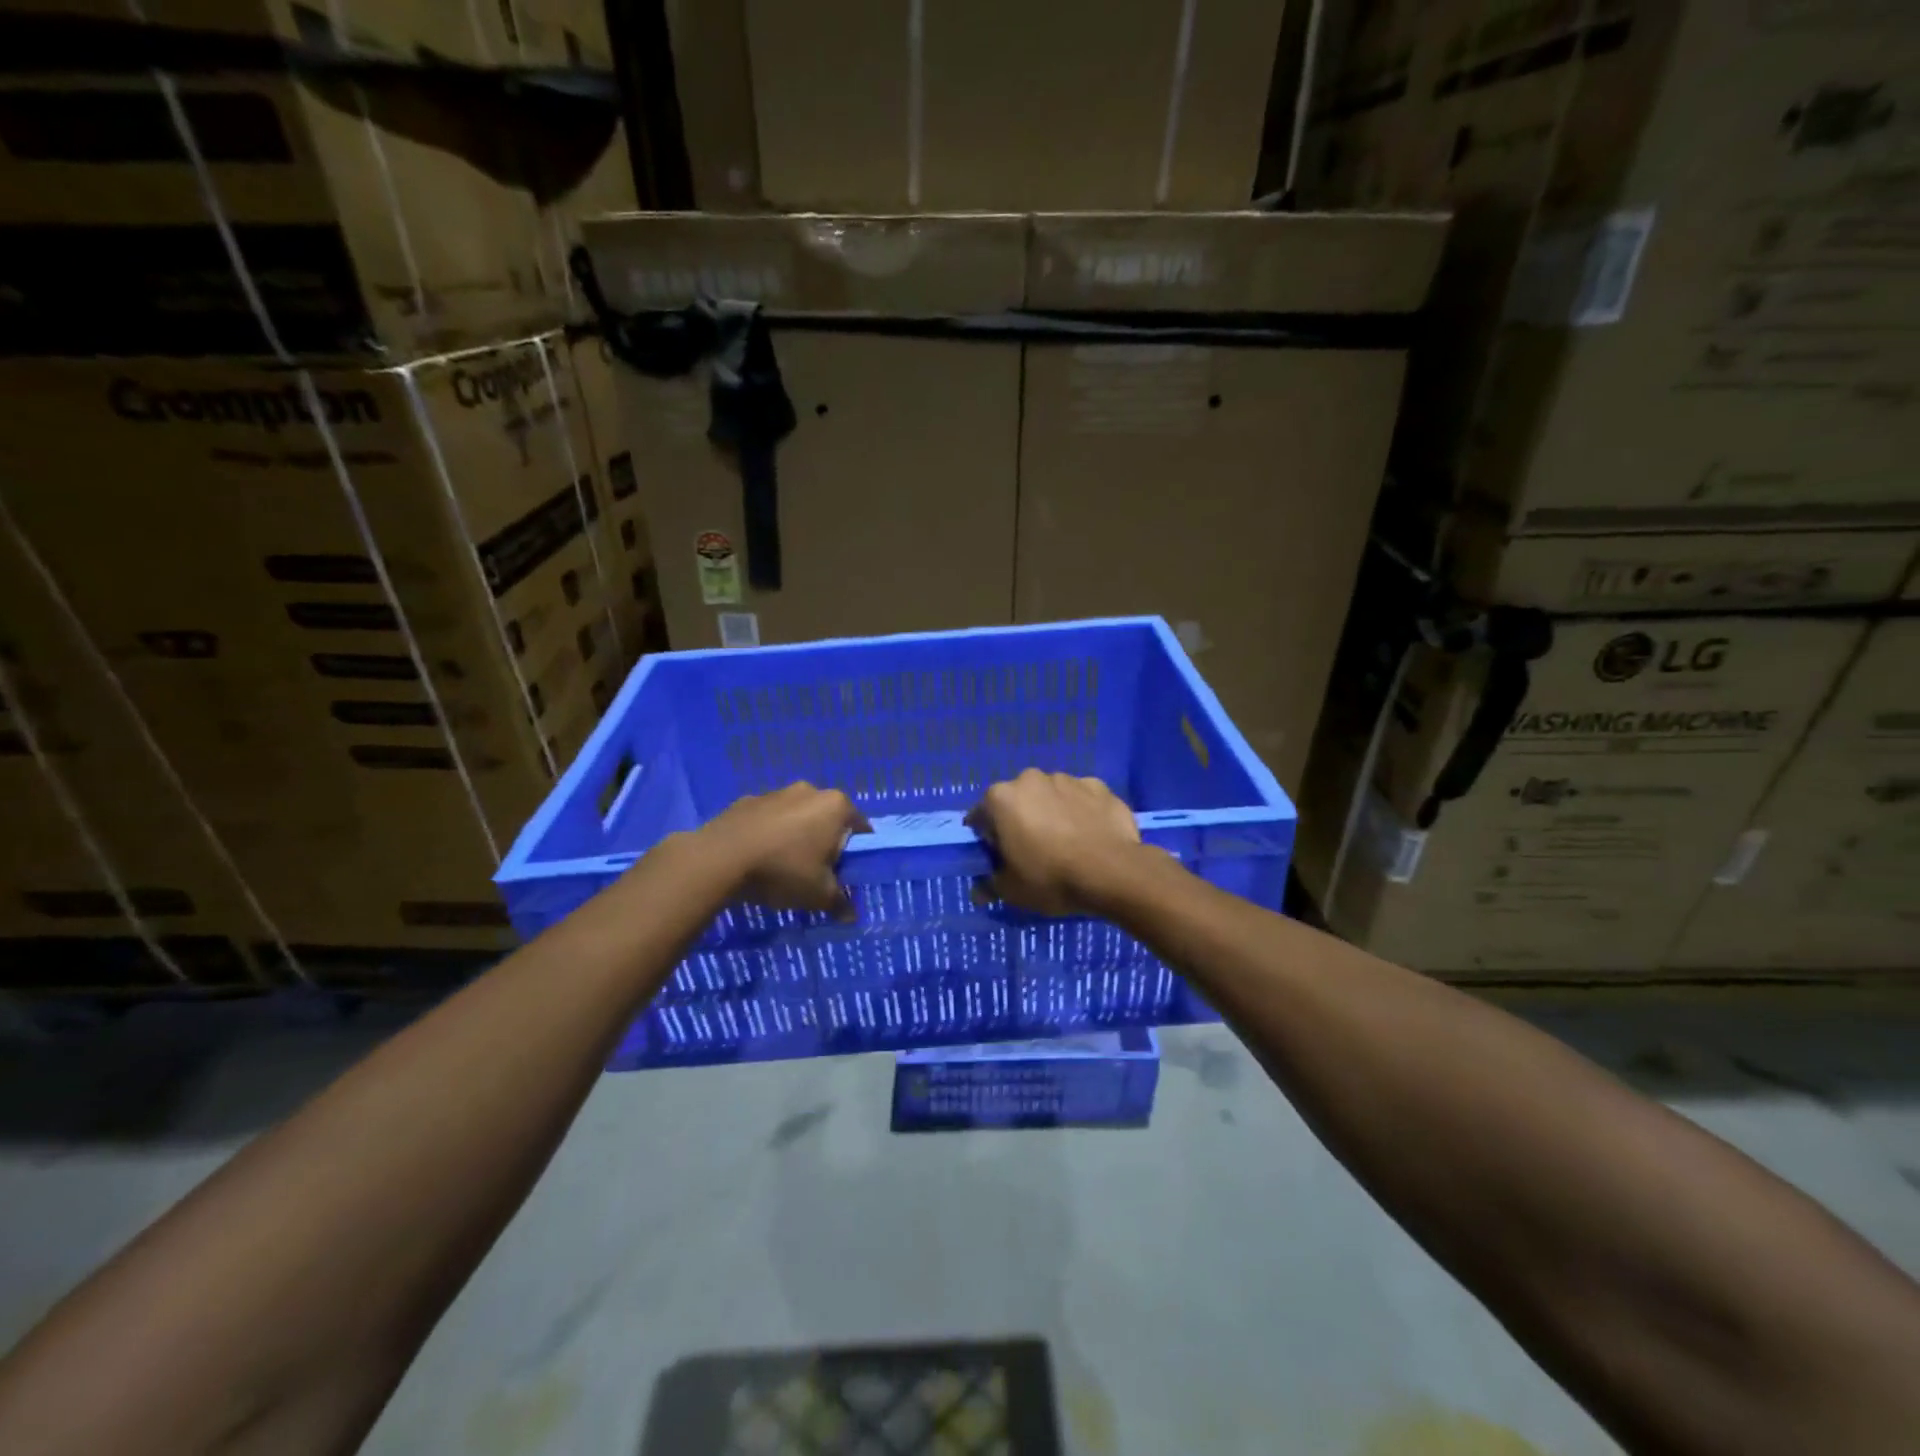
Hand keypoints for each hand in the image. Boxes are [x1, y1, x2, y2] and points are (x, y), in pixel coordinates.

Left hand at [701, 783, 869, 918]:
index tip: (848, 872)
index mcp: (836, 806)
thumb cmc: (783, 870)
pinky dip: (769, 833)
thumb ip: (840, 902)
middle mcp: (810, 790)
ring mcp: (776, 792)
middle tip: (817, 871)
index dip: (858, 852)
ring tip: (783, 866)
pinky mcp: (747, 800)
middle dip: (825, 841)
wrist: (720, 858)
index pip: (860, 828)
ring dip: (796, 835)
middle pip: (828, 819)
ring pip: (797, 816)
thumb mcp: (818, 894)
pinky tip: (758, 857)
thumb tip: (851, 915)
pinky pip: (768, 818)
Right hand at [965, 770, 1143, 916]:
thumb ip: (989, 885)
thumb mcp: (1011, 891)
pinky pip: (1081, 798)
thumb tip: (978, 891)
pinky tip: (1090, 835)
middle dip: (1021, 820)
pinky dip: (1081, 811)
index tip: (1001, 858)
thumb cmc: (1051, 878)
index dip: (988, 839)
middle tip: (1033, 851)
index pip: (981, 816)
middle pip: (1017, 801)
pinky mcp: (1098, 785)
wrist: (1113, 872)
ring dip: (1052, 813)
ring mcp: (1067, 779)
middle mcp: (1030, 779)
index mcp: (1001, 798)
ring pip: (1051, 796)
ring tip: (1067, 844)